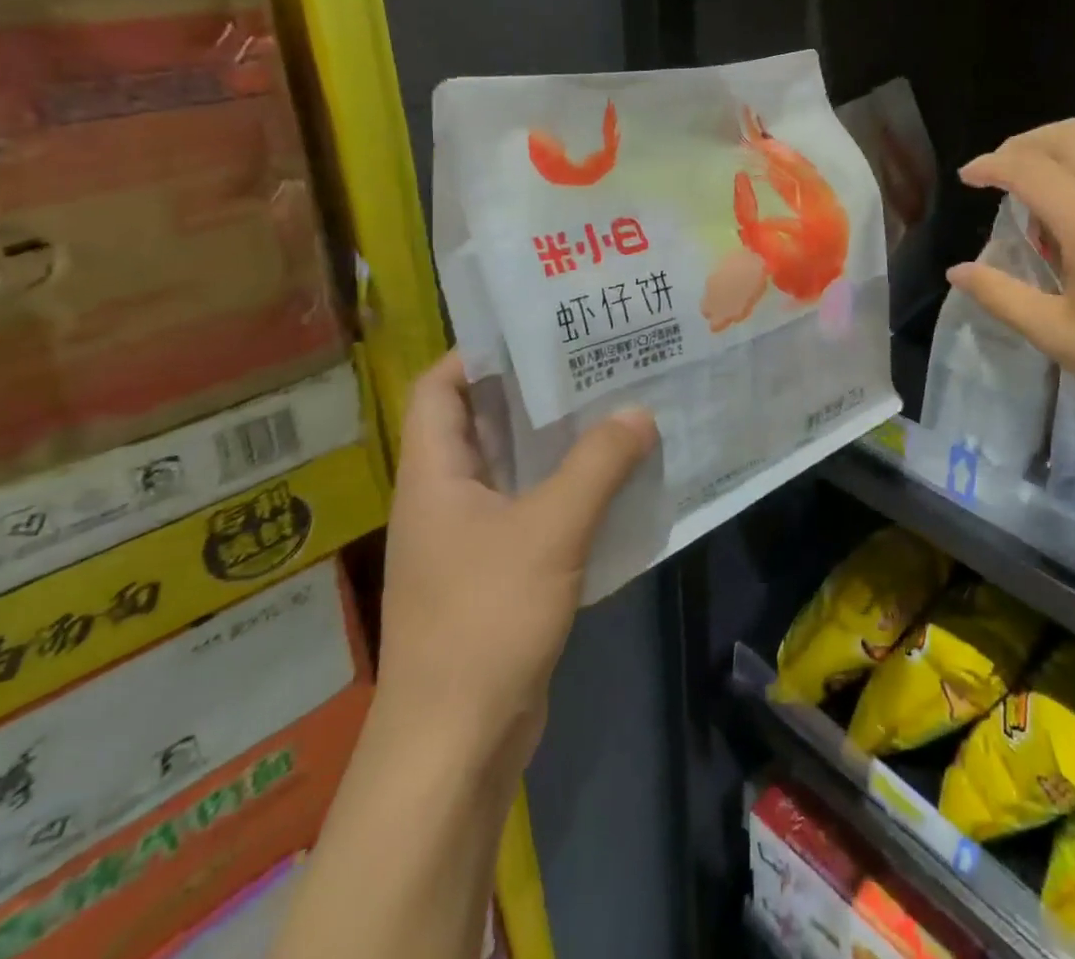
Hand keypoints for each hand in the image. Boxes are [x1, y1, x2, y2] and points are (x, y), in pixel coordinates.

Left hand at [371, 353, 656, 776]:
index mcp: (435, 475)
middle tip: (594, 361)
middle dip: (535, 393)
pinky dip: (568, 491)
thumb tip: (639, 413)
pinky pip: (534, 512)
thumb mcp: (550, 530)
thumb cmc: (485, 620)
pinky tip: (615, 480)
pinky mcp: (499, 573)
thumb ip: (597, 465)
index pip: (439, 388)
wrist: (456, 744)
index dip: (477, 353)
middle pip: (483, 423)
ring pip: (515, 470)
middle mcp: (446, 498)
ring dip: (558, 443)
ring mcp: (471, 539)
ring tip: (615, 407)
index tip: (537, 330)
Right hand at [949, 119, 1074, 445]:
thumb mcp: (1060, 337)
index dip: (990, 165)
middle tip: (1002, 170)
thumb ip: (1002, 297)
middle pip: (1067, 135)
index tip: (969, 177)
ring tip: (1057, 169)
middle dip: (1024, 145)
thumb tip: (958, 271)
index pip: (1026, 167)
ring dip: (1074, 139)